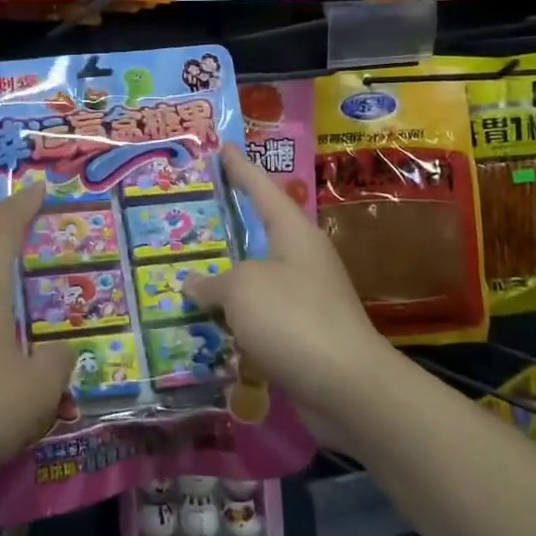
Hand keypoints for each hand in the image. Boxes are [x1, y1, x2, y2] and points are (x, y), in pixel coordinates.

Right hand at [184, 143, 388, 426]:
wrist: (348, 387)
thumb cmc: (294, 319)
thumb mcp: (242, 289)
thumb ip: (214, 282)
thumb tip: (194, 285)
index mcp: (294, 234)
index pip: (262, 189)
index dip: (240, 169)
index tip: (223, 148)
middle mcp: (302, 260)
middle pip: (260, 233)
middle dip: (228, 225)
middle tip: (194, 212)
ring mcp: (305, 298)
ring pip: (256, 279)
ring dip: (226, 280)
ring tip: (187, 273)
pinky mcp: (303, 334)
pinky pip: (259, 316)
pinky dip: (235, 318)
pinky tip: (208, 324)